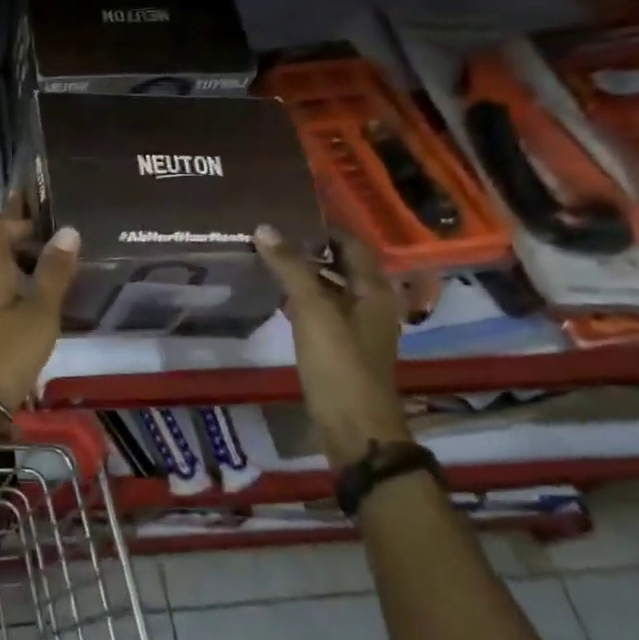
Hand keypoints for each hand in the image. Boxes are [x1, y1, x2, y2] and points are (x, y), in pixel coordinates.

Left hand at [0, 195, 79, 418]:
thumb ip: (53, 272)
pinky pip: (2, 290)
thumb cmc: (5, 352)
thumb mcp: (39, 312)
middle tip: (66, 230)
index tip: (43, 200)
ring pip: (1, 268)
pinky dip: (23, 284)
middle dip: (27, 234)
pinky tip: (48, 295)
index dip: (14, 209)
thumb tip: (68, 229)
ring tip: (65, 260)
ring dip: (27, 261)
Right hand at [253, 226, 411, 468]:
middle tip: (270, 233)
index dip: (324, 226)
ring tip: (266, 259)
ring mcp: (357, 328)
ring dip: (304, 273)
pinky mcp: (341, 348)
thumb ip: (290, 267)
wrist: (354, 427)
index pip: (352, 244)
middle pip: (341, 265)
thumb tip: (265, 227)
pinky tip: (275, 297)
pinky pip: (321, 311)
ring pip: (330, 289)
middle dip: (310, 248)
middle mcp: (371, 304)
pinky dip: (301, 299)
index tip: (289, 212)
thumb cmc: (339, 364)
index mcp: (374, 290)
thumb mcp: (313, 310)